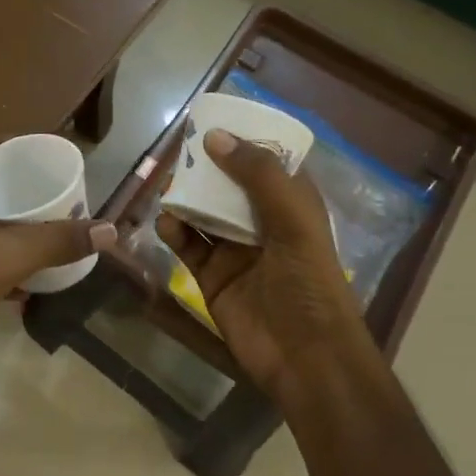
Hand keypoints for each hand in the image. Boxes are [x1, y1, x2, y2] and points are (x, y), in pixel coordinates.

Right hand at [156, 129, 372, 409]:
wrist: (305, 358)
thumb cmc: (309, 284)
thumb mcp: (293, 222)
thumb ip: (257, 176)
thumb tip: (215, 137)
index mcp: (292, 206)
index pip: (268, 163)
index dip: (245, 141)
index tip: (215, 118)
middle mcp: (263, 224)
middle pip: (229, 185)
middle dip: (206, 167)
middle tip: (179, 149)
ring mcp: (235, 251)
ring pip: (204, 213)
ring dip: (186, 197)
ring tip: (166, 183)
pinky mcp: (212, 277)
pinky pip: (188, 246)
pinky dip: (175, 231)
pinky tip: (166, 223)